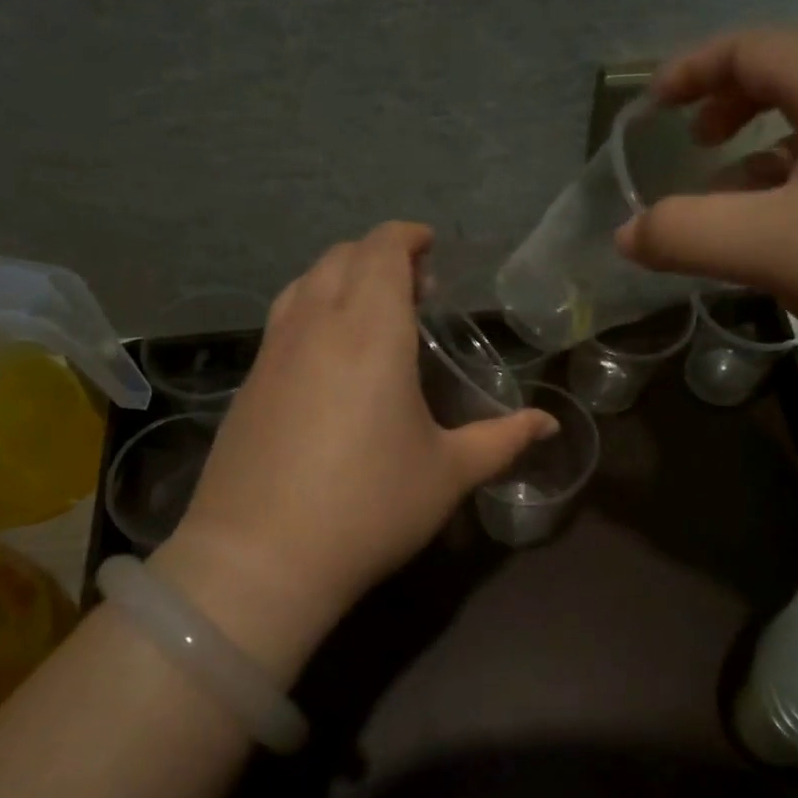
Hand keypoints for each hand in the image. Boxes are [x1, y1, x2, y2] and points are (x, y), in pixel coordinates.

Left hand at [151, 222, 551, 668]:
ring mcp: (272, 353)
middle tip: (415, 288)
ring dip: (340, 278)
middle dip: (379, 256)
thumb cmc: (370, 507)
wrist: (260, 559)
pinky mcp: (248, 383)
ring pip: (303, 283)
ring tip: (371, 312)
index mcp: (370, 332)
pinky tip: (329, 356)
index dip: (406, 238)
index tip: (430, 248)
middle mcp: (315, 326)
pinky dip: (311, 309)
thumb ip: (502, 440)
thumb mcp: (448, 473)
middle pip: (341, 258)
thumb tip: (549, 425)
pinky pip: (282, 320)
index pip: (381, 251)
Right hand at [615, 26, 797, 372]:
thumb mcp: (771, 246)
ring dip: (772, 147)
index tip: (651, 106)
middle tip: (697, 144)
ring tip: (741, 195)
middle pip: (795, 71)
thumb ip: (685, 233)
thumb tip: (626, 234)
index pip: (750, 47)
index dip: (691, 71)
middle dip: (733, 103)